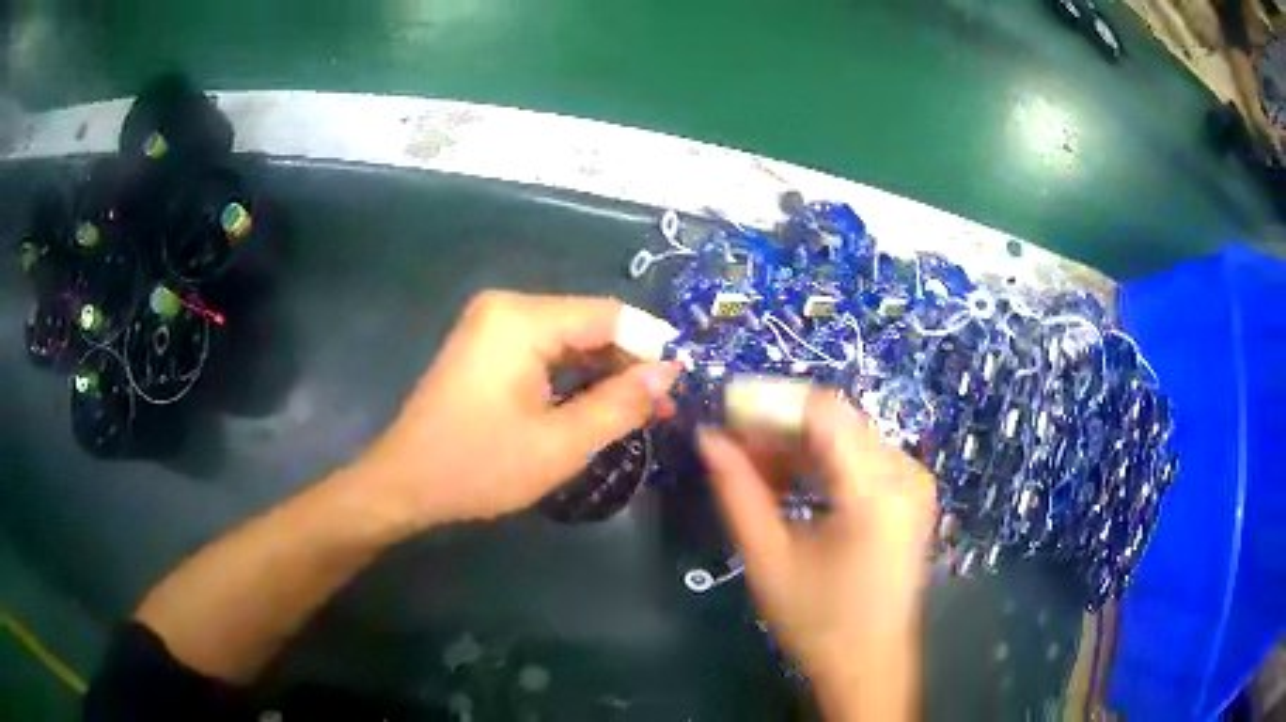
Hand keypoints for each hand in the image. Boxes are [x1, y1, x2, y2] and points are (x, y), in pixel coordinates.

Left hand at [353, 291, 679, 527]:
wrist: (405, 484)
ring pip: (570, 341)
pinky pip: (546, 353)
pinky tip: (602, 406)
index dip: (653, 346)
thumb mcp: (560, 443)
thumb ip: (621, 403)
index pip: (609, 315)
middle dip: (630, 364)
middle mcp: (507, 308)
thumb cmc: (479, 466)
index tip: (686, 381)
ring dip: (606, 374)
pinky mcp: (488, 348)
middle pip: (590, 324)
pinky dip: (575, 378)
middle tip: (668, 406)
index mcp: (521, 319)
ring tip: (646, 412)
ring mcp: (493, 327)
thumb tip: (670, 372)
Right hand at [698, 394, 934, 719]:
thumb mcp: (768, 558)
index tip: (725, 413)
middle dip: (780, 427)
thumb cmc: (817, 622)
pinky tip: (789, 483)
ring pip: (847, 437)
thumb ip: (738, 491)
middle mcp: (905, 473)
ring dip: (798, 446)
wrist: (869, 664)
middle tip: (733, 447)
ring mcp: (913, 482)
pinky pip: (861, 458)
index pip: (823, 412)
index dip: (771, 403)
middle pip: (836, 422)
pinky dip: (822, 463)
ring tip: (754, 470)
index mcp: (877, 492)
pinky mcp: (911, 494)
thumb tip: (709, 437)